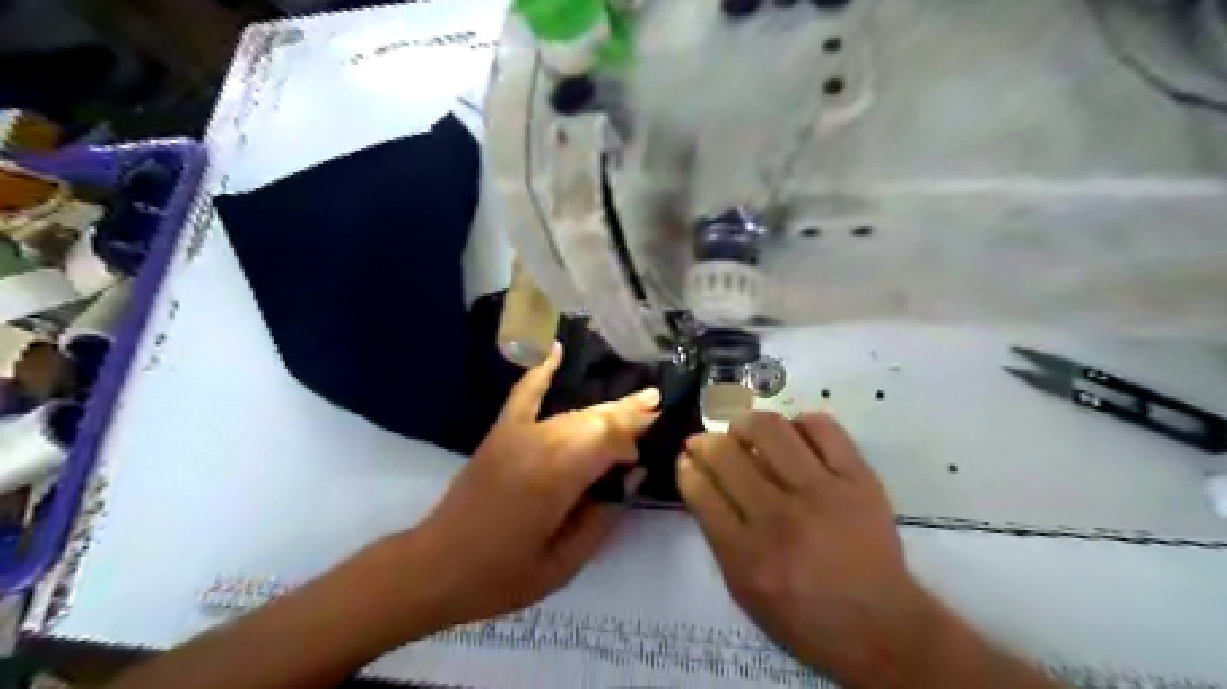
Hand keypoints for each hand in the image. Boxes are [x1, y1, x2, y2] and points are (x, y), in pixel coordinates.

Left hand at [409, 346, 662, 624]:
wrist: (435, 566)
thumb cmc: (502, 575)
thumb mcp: (563, 564)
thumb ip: (603, 517)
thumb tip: (632, 476)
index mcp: (556, 478)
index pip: (608, 442)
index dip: (633, 437)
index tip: (654, 439)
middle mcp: (539, 445)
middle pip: (593, 421)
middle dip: (628, 413)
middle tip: (657, 401)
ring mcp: (517, 434)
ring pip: (572, 412)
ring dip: (604, 408)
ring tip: (637, 399)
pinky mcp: (500, 432)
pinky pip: (524, 394)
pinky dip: (541, 371)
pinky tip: (556, 349)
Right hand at [681, 413, 929, 685]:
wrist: (881, 627)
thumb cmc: (803, 617)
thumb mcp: (744, 591)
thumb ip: (718, 536)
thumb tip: (701, 481)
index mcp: (747, 555)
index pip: (702, 491)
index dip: (688, 467)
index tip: (687, 459)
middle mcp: (780, 518)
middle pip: (727, 455)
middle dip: (706, 442)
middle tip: (708, 442)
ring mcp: (822, 493)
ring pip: (769, 430)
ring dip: (746, 423)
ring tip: (744, 430)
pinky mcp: (858, 479)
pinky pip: (822, 428)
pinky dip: (800, 424)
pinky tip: (793, 436)